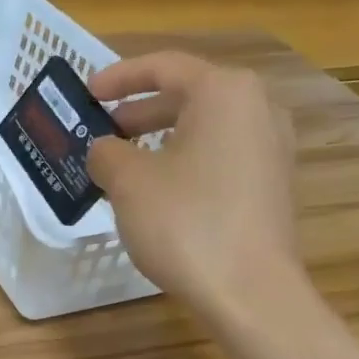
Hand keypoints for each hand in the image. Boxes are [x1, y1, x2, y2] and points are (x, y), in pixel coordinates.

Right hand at [86, 51, 304, 312]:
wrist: (249, 291)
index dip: (119, 77)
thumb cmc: (186, 224)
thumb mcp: (129, 183)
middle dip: (140, 112)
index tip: (88, 93)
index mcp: (224, 92)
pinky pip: (220, 157)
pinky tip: (159, 192)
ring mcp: (270, 148)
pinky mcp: (271, 185)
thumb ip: (107, 153)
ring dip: (160, 140)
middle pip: (188, 96)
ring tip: (125, 164)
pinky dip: (185, 162)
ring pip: (204, 129)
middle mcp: (257, 108)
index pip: (164, 67)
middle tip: (102, 131)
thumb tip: (104, 149)